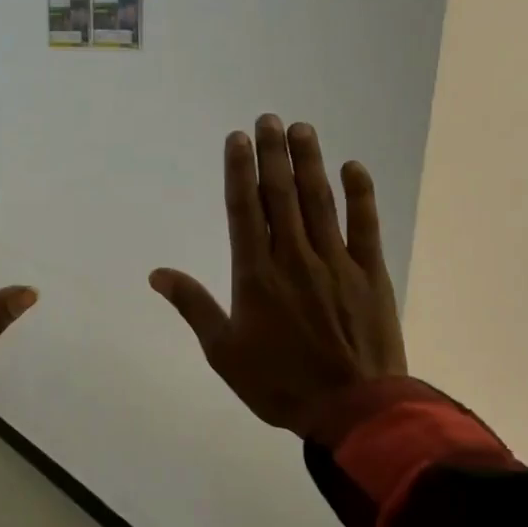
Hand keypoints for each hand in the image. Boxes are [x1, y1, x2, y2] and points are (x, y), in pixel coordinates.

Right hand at [150, 115, 404, 436]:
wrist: (352, 407)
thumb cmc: (279, 383)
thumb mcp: (224, 352)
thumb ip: (193, 306)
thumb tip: (157, 274)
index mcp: (256, 274)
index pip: (244, 210)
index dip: (239, 170)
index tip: (237, 138)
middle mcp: (294, 257)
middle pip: (281, 194)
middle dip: (273, 154)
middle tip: (268, 119)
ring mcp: (336, 262)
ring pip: (320, 201)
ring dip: (309, 162)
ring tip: (301, 129)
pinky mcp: (370, 273)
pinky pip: (364, 225)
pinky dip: (360, 194)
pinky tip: (352, 167)